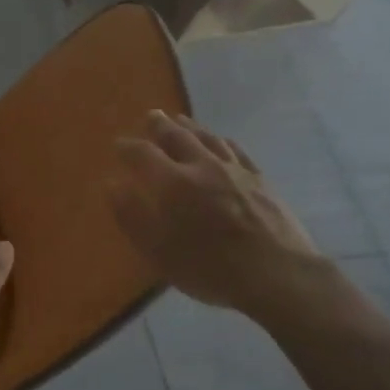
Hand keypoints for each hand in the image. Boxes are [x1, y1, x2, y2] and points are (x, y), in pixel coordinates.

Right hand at [108, 111, 328, 316]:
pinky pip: (236, 149)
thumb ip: (132, 216)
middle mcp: (202, 166)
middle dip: (160, 126)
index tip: (118, 145)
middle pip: (178, 137)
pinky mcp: (260, 179)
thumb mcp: (158, 251)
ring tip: (180, 120)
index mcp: (173, 183)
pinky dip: (222, 140)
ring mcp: (235, 170)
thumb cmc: (209, 268)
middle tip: (151, 117)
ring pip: (208, 138)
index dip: (128, 148)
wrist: (276, 273)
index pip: (143, 155)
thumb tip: (112, 184)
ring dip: (190, 127)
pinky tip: (221, 140)